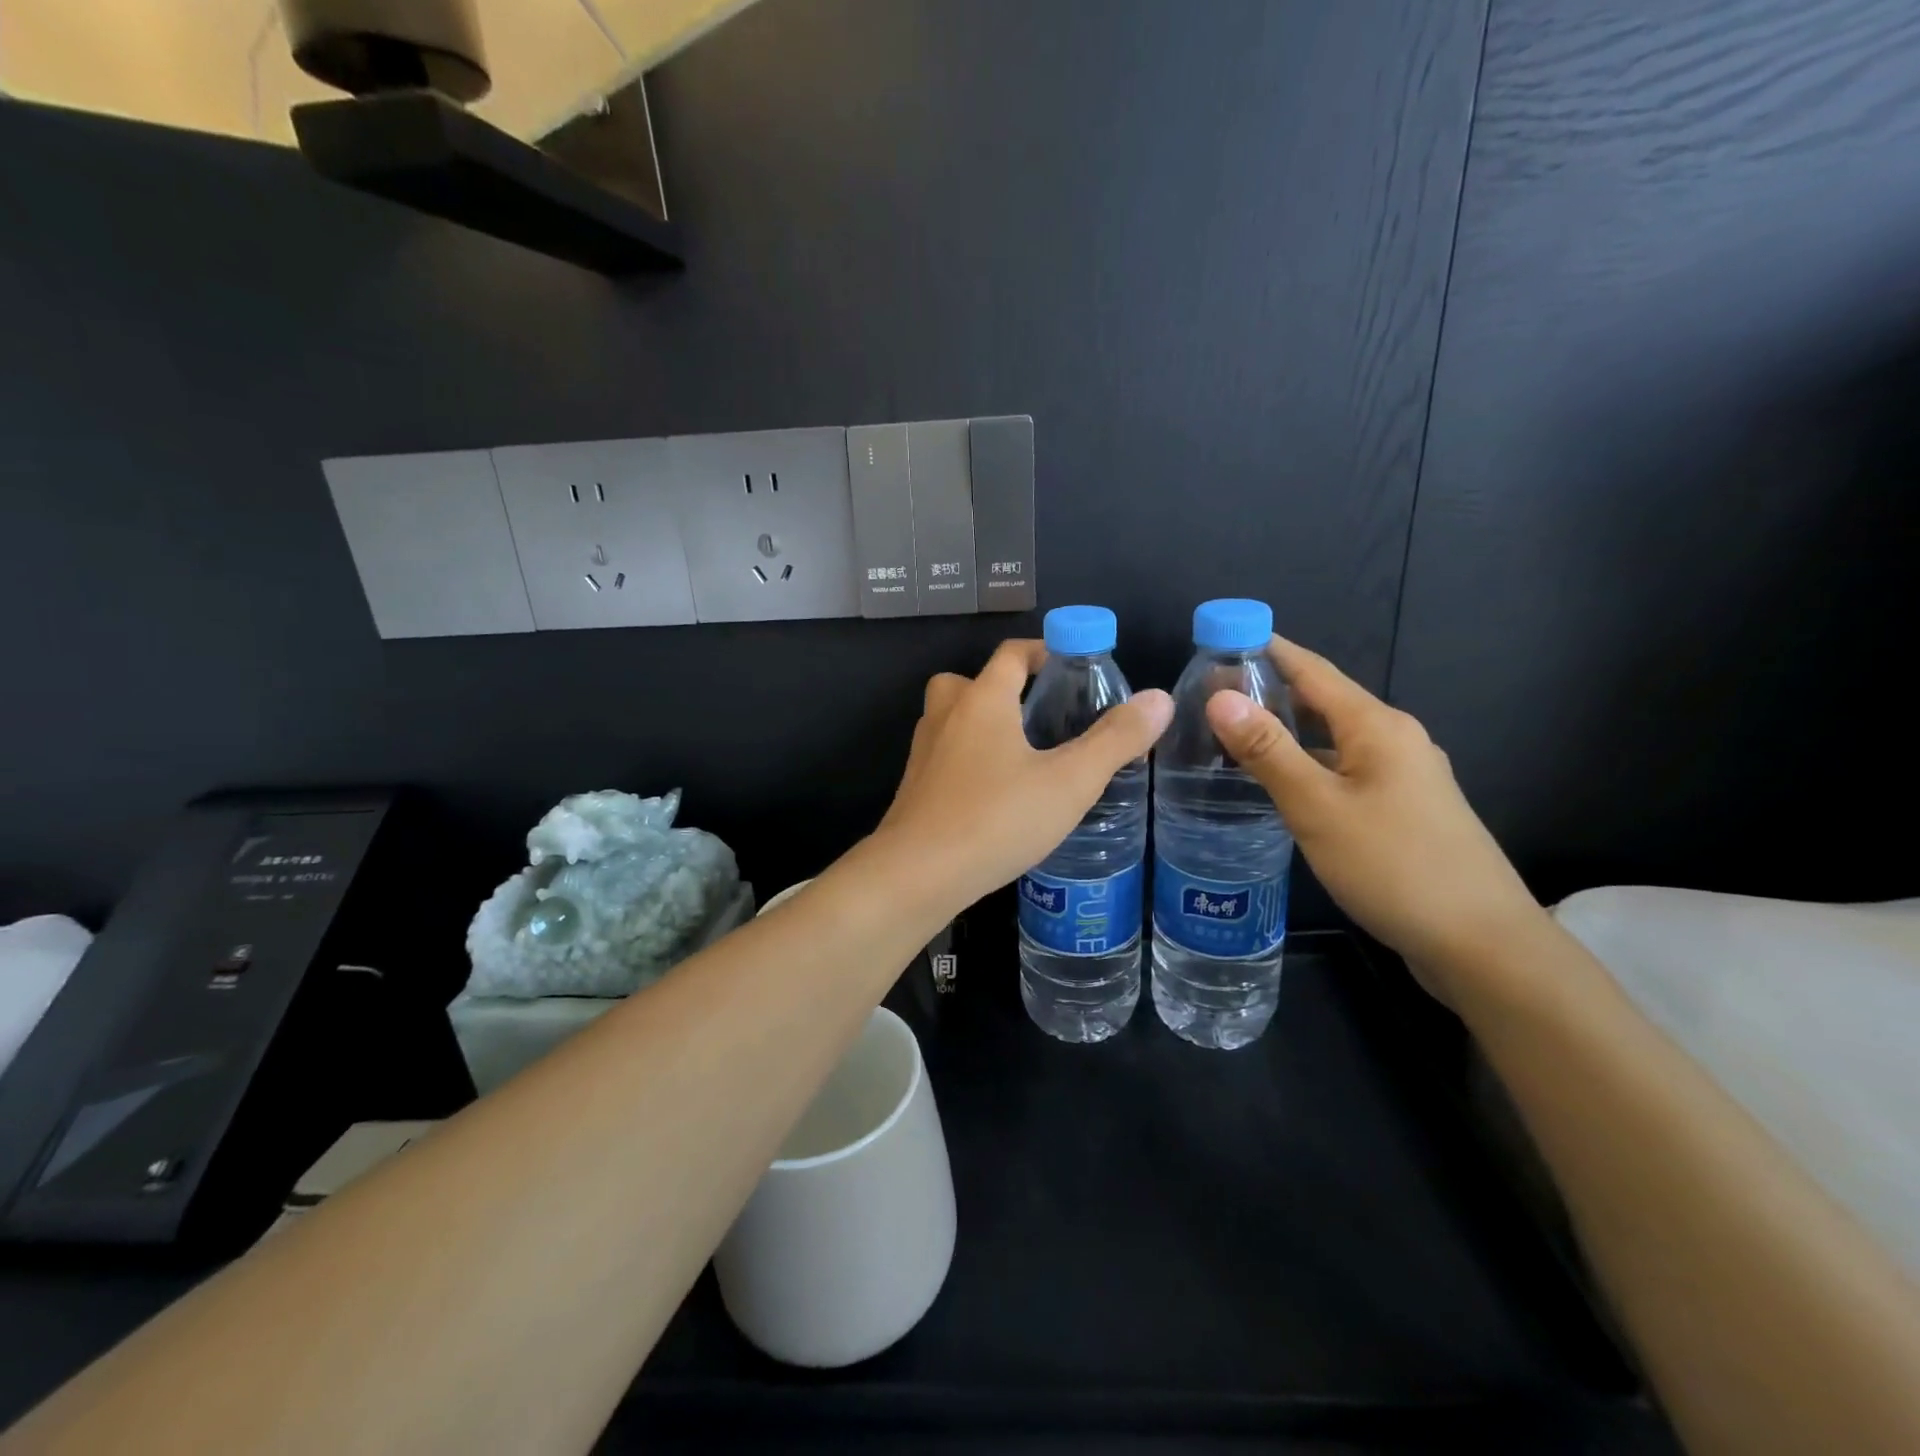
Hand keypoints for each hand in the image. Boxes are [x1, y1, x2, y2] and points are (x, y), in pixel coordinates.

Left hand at [878, 639, 1171, 911]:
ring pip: (952, 720)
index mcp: (983, 699)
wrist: (917, 874)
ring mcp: (923, 753)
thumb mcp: (1069, 781)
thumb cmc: (997, 818)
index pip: (1012, 654)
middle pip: (970, 681)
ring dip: (982, 725)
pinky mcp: (914, 788)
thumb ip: (1115, 740)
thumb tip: (1160, 698)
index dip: (1043, 651)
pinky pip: (944, 757)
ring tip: (1022, 756)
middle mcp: (946, 715)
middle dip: (1005, 689)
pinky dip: (968, 761)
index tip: (1073, 668)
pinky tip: (995, 796)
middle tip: (1041, 716)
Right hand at [1205, 638, 1542, 994]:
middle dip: (1269, 690)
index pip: (1311, 669)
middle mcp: (1395, 739)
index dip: (1265, 650)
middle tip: (1209, 696)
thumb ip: (1268, 750)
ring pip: (1332, 738)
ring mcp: (1404, 776)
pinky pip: (1344, 769)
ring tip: (1233, 736)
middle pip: (1323, 700)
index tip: (1218, 640)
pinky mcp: (1404, 809)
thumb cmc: (1394, 866)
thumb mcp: (1318, 807)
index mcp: (1377, 726)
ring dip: (1286, 730)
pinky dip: (1307, 764)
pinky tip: (1281, 784)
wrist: (1483, 944)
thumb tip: (1220, 697)